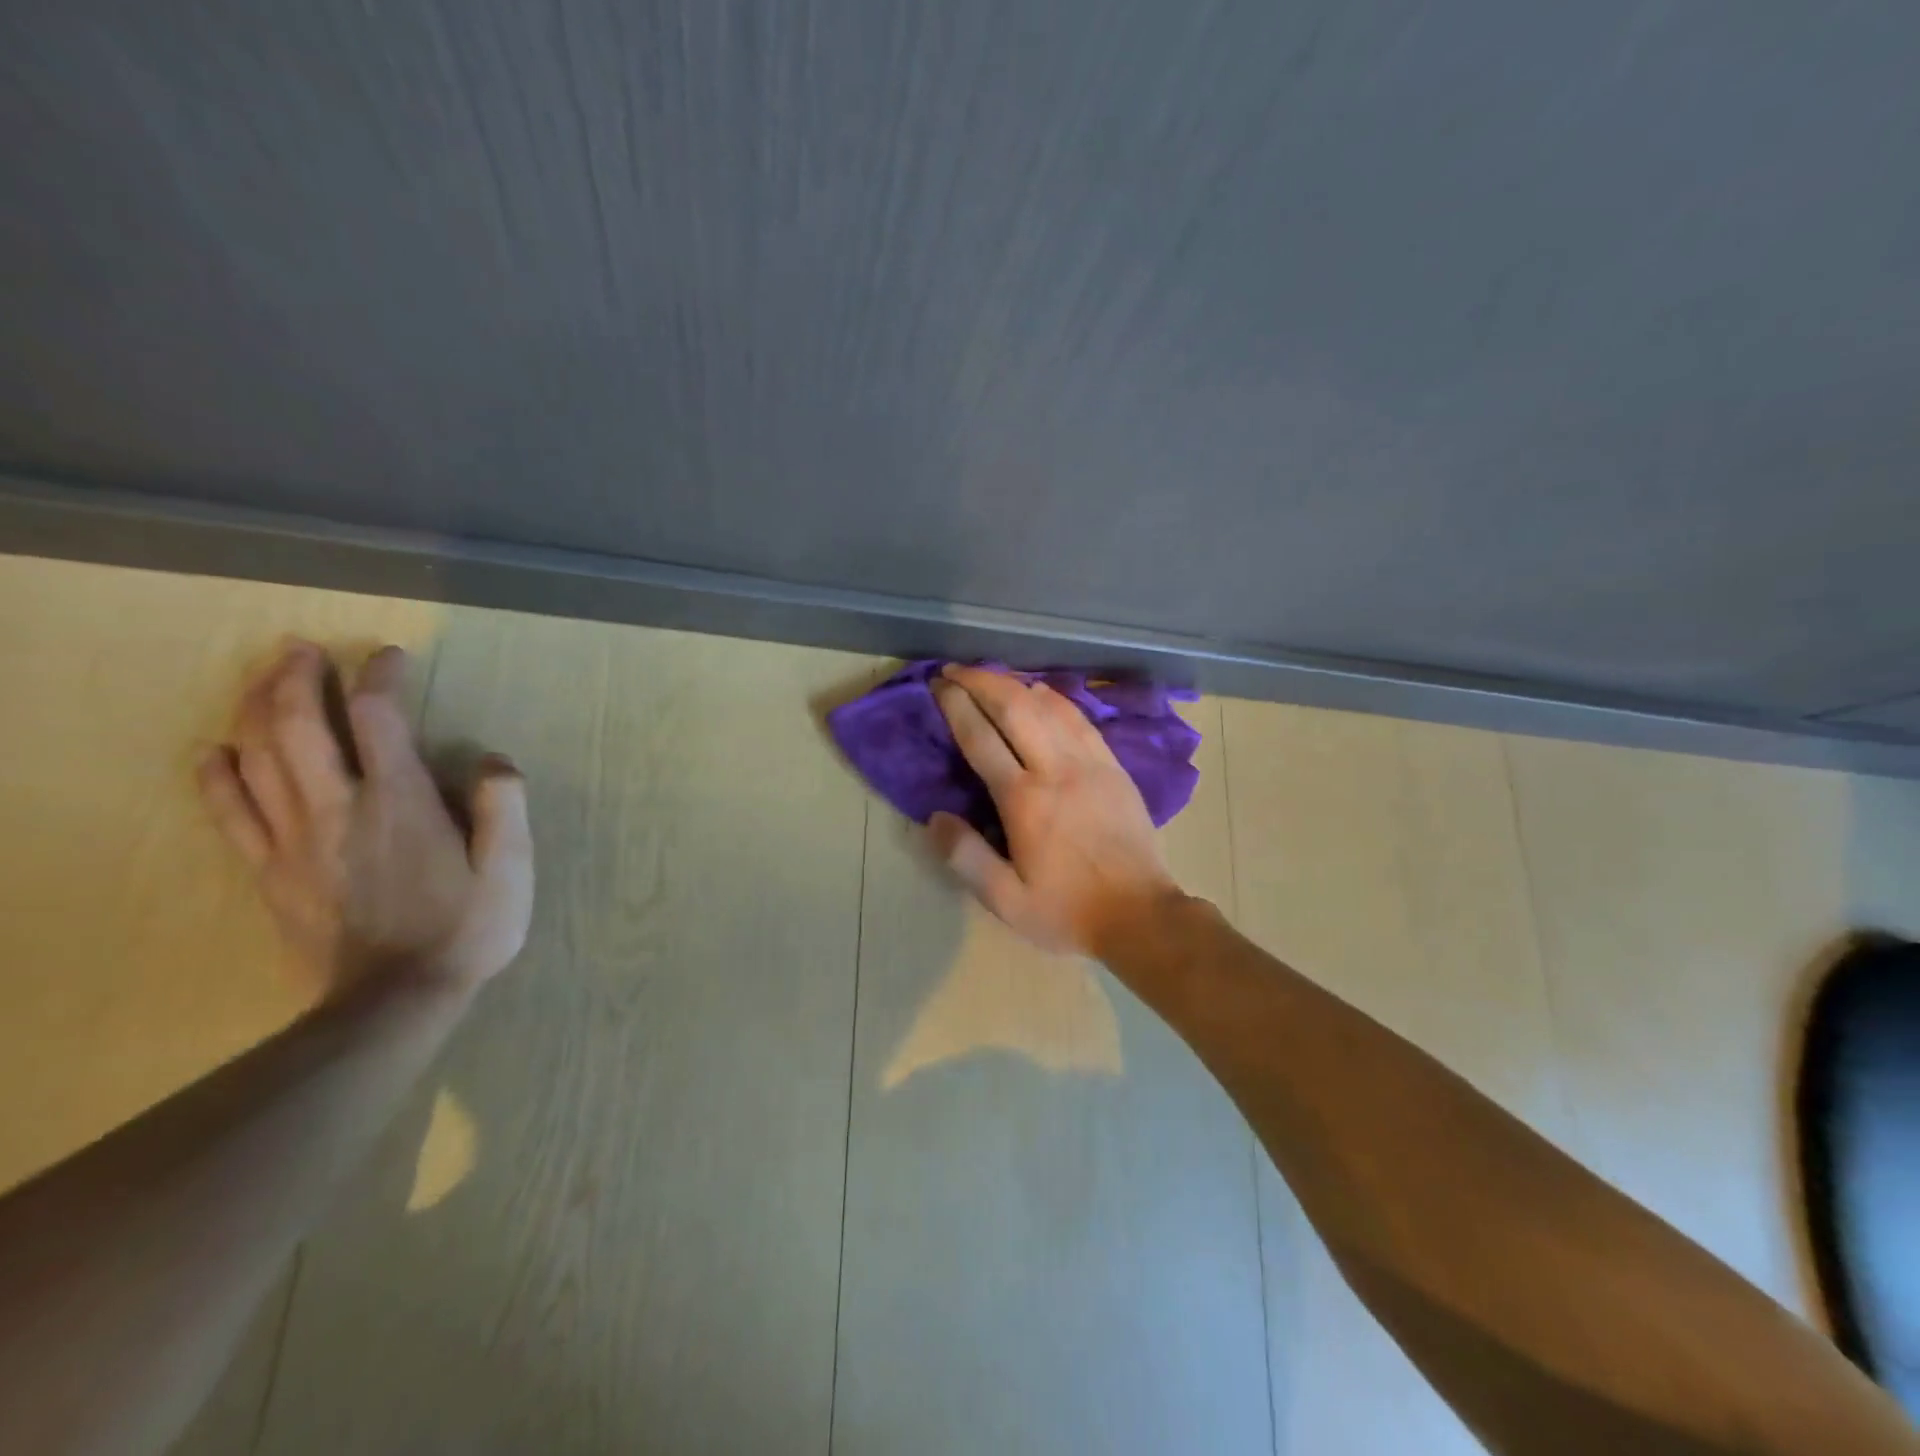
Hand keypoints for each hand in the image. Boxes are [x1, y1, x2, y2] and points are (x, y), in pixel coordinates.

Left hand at [198, 641, 534, 993]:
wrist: (395, 1000)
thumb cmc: (466, 929)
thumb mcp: (512, 868)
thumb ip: (504, 806)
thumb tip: (493, 759)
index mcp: (400, 802)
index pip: (377, 717)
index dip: (379, 677)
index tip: (389, 658)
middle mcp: (339, 807)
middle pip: (298, 726)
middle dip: (296, 678)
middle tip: (302, 649)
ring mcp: (295, 840)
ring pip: (257, 759)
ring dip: (257, 709)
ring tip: (266, 680)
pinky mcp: (271, 872)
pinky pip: (232, 814)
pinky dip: (219, 776)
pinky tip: (217, 753)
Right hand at [929, 665, 1186, 957]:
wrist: (1141, 915)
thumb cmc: (1068, 911)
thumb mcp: (1006, 901)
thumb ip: (965, 857)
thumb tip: (934, 817)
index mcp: (1025, 800)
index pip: (981, 737)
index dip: (955, 705)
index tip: (938, 685)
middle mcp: (1056, 769)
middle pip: (1015, 706)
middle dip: (981, 680)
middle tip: (955, 670)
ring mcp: (1091, 763)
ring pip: (1049, 704)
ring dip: (1015, 683)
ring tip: (990, 676)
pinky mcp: (1114, 766)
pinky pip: (1080, 718)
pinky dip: (1054, 697)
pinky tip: (1040, 692)